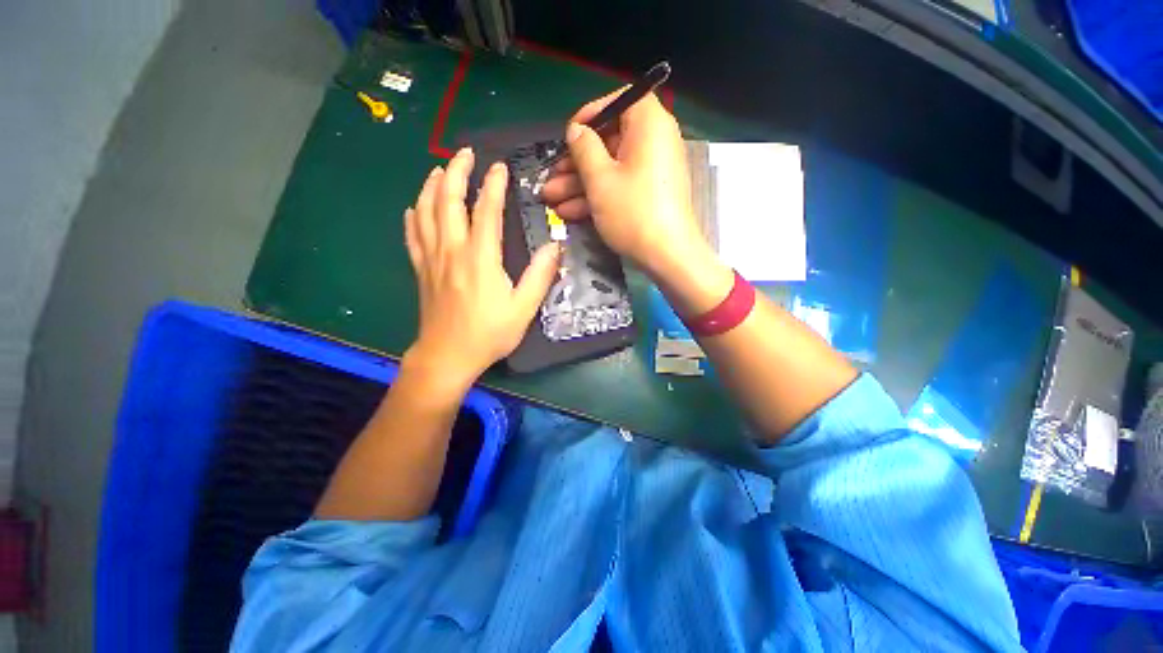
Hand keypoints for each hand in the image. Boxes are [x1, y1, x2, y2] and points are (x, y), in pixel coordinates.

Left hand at [404, 148, 561, 388]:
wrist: (448, 356)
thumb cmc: (490, 333)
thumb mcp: (523, 308)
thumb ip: (540, 276)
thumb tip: (555, 247)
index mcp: (480, 258)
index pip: (487, 211)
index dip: (494, 185)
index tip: (500, 167)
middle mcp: (452, 250)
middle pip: (448, 201)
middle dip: (456, 172)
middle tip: (464, 153)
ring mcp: (432, 258)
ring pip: (425, 212)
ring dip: (432, 186)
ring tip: (439, 170)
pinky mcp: (421, 270)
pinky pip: (412, 235)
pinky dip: (413, 216)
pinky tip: (415, 207)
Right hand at [539, 91, 711, 278]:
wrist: (667, 256)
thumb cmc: (633, 212)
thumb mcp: (600, 179)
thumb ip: (584, 148)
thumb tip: (576, 130)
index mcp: (649, 124)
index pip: (619, 100)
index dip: (590, 115)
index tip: (568, 135)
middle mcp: (654, 142)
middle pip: (609, 142)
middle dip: (575, 163)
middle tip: (551, 178)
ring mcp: (652, 171)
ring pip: (610, 169)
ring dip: (579, 185)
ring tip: (551, 200)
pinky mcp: (649, 195)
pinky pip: (620, 186)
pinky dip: (597, 197)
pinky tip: (569, 213)